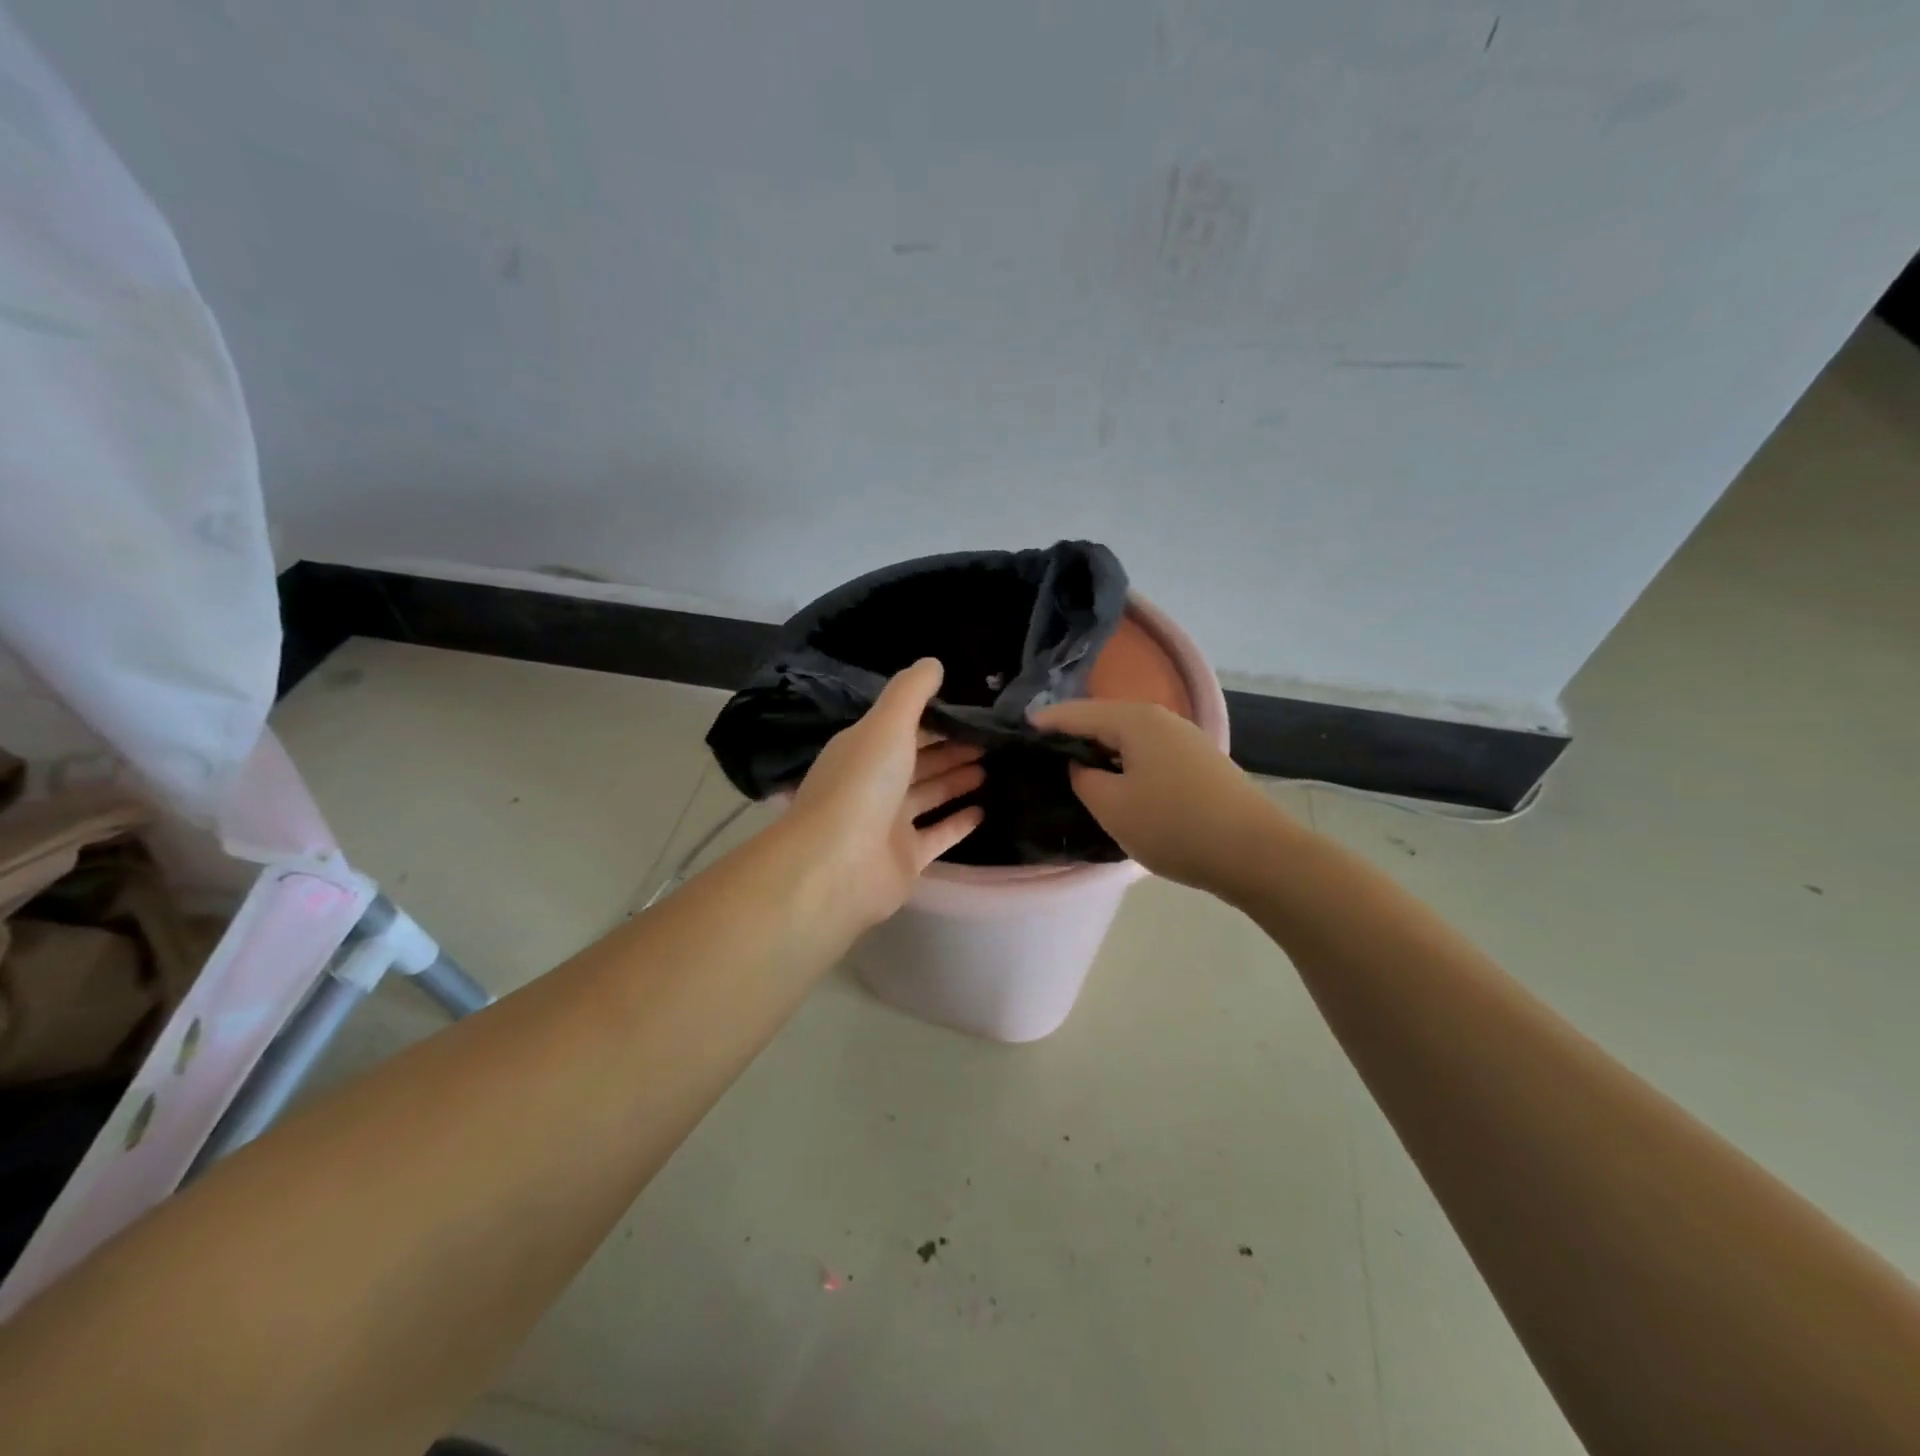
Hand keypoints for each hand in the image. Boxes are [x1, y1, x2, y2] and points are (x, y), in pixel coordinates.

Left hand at [784, 658, 985, 928]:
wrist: (837, 865)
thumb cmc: (862, 785)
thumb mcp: (887, 725)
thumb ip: (911, 692)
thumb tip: (934, 662)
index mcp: (864, 749)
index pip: (903, 727)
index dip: (936, 717)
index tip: (972, 710)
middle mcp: (875, 783)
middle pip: (919, 760)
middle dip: (952, 748)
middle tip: (992, 739)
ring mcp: (889, 823)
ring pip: (929, 795)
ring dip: (957, 780)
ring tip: (993, 766)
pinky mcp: (906, 858)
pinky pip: (938, 835)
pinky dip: (959, 822)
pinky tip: (985, 809)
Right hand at [1032, 699, 1281, 893]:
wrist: (1255, 852)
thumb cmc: (1174, 825)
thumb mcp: (1113, 807)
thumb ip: (1083, 779)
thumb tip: (1082, 765)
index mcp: (1135, 720)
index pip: (1077, 713)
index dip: (1046, 722)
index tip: (1018, 731)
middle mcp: (1161, 719)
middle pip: (1104, 720)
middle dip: (1073, 734)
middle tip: (1041, 753)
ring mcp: (1185, 739)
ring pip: (1128, 738)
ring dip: (1101, 750)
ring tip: (1073, 768)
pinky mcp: (1199, 763)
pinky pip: (1148, 753)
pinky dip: (1125, 762)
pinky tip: (1117, 782)